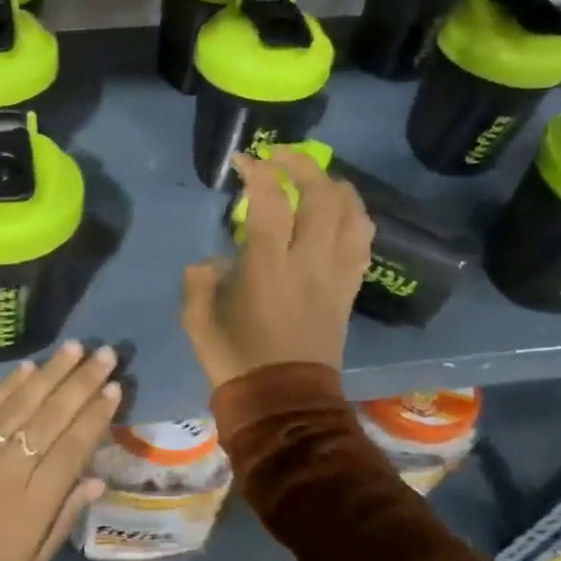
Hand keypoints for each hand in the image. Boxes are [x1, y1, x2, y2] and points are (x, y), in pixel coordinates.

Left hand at [0, 342, 120, 560]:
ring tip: (74, 348)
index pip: (74, 446)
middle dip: (82, 382)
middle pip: (53, 415)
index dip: (96, 415)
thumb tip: (96, 479)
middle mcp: (11, 465)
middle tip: (104, 353)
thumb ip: (63, 518)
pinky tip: (28, 367)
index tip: (115, 388)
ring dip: (51, 373)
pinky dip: (7, 385)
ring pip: (21, 402)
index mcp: (35, 501)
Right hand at [181, 148, 372, 390]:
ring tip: (316, 179)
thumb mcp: (197, 319)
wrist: (283, 404)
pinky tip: (339, 214)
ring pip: (352, 215)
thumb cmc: (235, 359)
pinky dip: (354, 217)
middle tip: (280, 156)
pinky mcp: (349, 290)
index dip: (257, 170)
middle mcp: (309, 262)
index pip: (270, 201)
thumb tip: (214, 261)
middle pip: (322, 196)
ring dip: (335, 186)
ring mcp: (335, 276)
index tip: (242, 160)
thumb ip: (199, 279)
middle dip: (302, 165)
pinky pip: (363, 243)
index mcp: (267, 267)